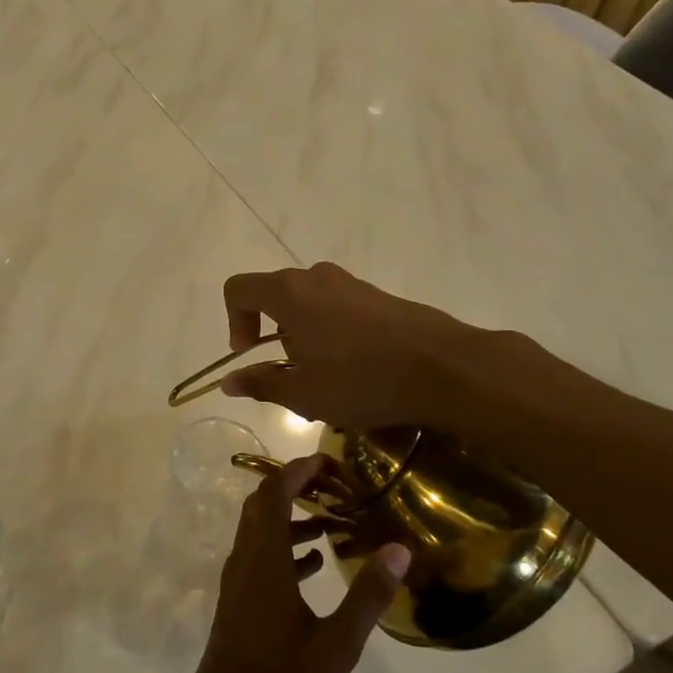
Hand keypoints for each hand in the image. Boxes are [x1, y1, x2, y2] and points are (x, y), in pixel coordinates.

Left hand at [179, 456, 410, 672]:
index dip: (298, 470)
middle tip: (335, 488)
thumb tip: (400, 548)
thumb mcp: (337, 643)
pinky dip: (285, 547)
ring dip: (292, 519)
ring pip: (261, 531)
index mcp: (264, 559)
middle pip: (263, 505)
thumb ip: (368, 594)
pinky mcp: (238, 600)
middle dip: (296, 488)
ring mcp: (238, 581)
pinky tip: (316, 565)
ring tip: (334, 524)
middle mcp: (245, 560)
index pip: (274, 493)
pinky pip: (260, 556)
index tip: (330, 462)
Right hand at [220, 262, 474, 429]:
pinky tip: (356, 368)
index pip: (239, 289)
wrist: (443, 367)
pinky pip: (338, 307)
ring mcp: (351, 283)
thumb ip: (261, 384)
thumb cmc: (361, 380)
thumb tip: (229, 382)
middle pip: (274, 294)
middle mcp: (316, 278)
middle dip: (272, 332)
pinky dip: (332, 332)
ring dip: (303, 334)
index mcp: (289, 293)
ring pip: (308, 302)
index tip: (251, 354)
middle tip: (292, 373)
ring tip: (326, 375)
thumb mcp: (303, 394)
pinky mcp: (378, 296)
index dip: (234, 321)